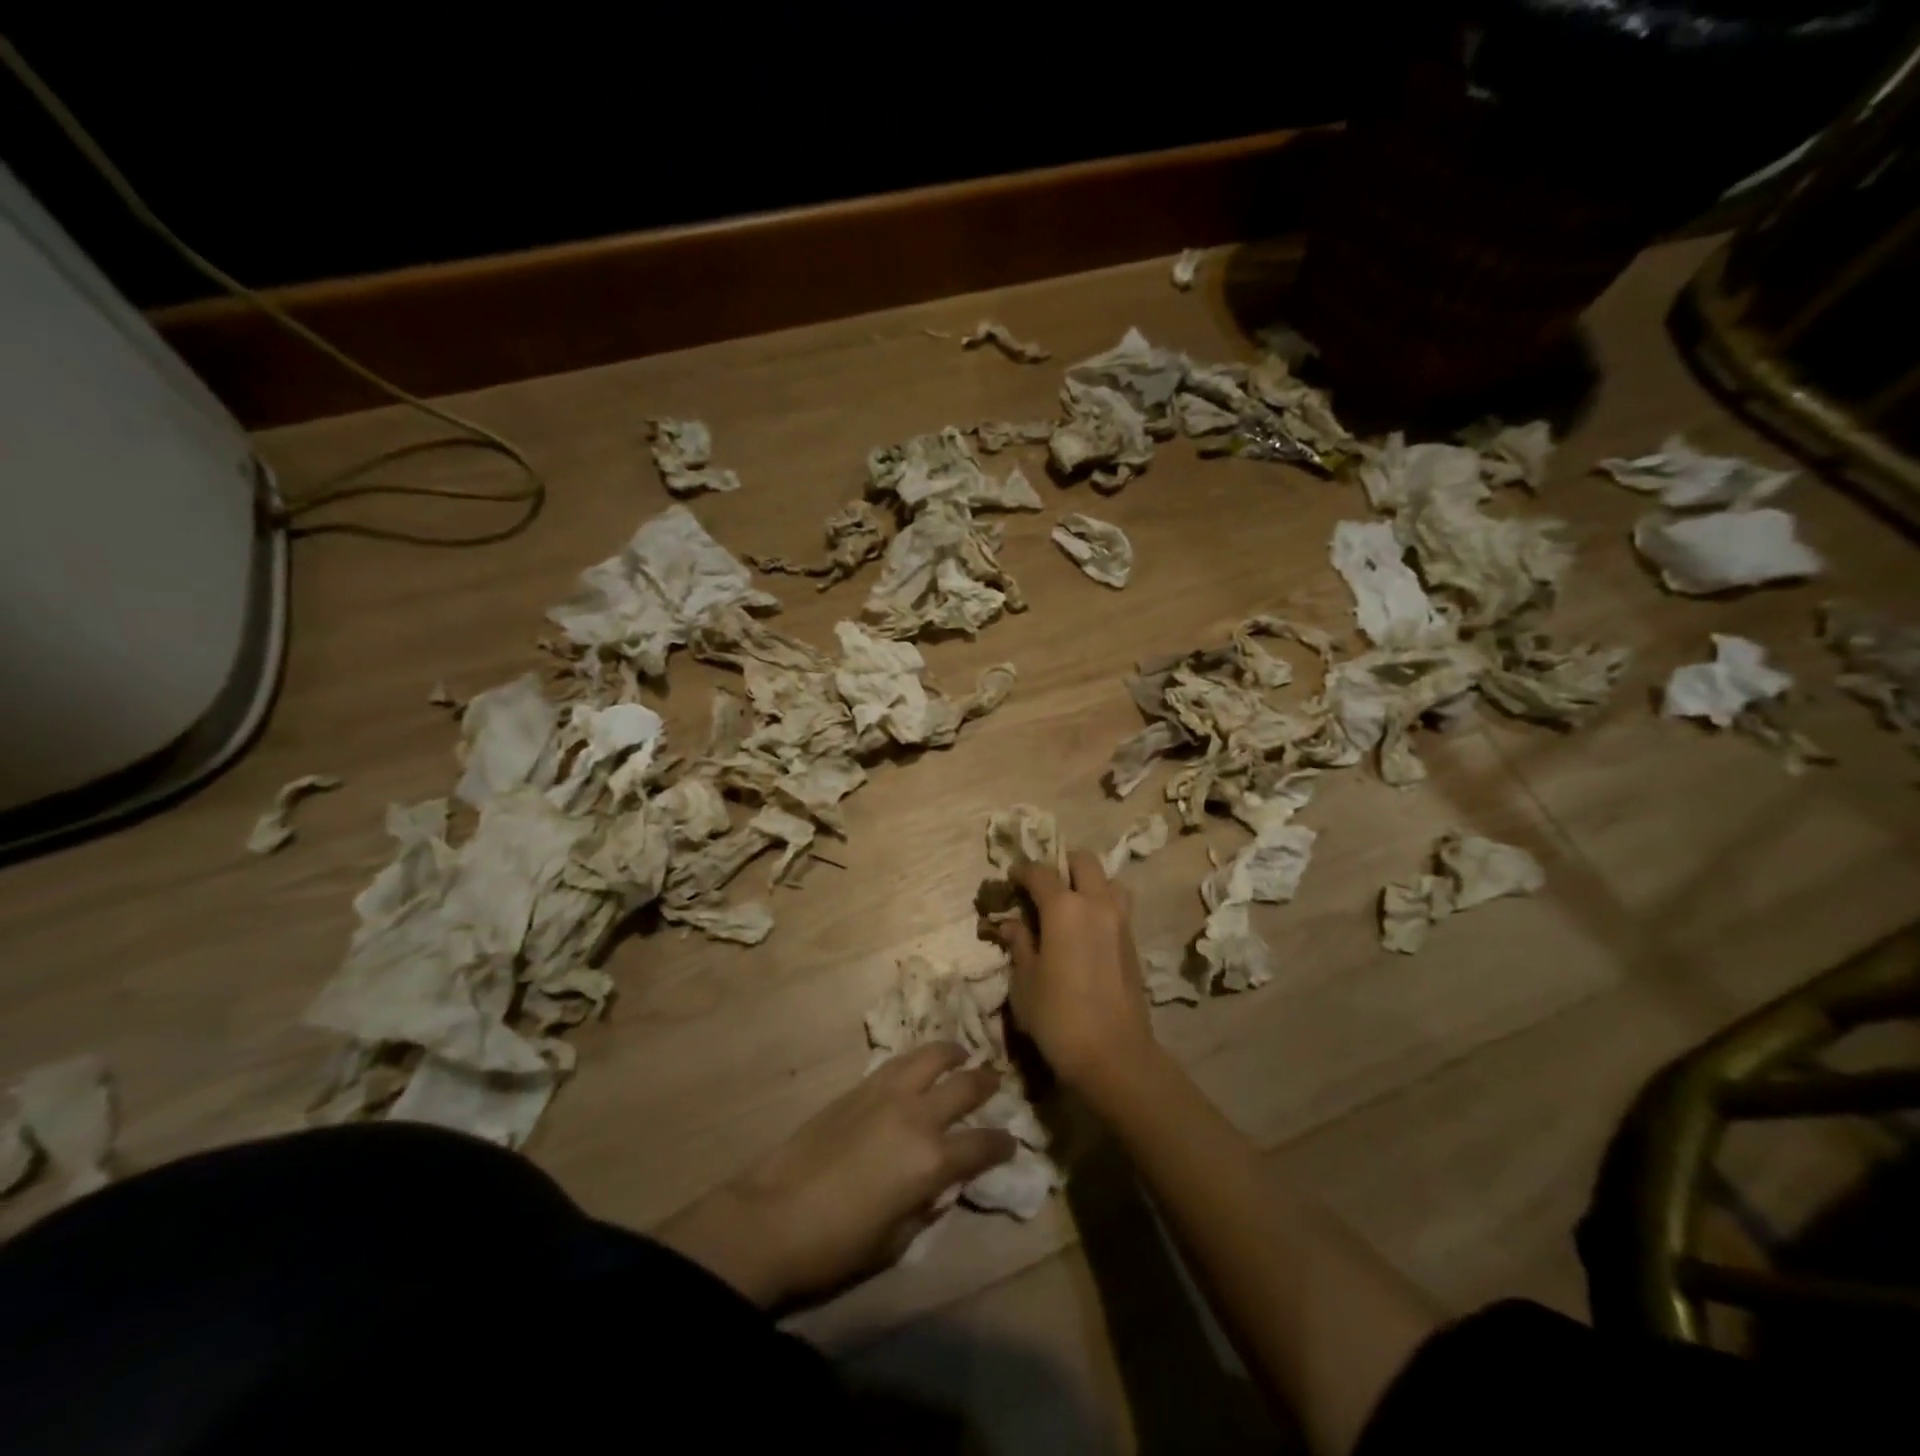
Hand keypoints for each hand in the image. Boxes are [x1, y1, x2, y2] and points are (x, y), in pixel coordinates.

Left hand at [655, 1043, 1014, 1309]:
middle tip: (997, 1081)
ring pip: (931, 1056)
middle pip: (965, 1086)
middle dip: (987, 1083)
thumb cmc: (837, 1245)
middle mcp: (917, 1116)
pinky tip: (919, 1065)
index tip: (1011, 1142)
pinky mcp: (859, 1086)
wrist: (772, 1216)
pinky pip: (898, 1062)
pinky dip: (918, 1058)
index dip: (1002, 1144)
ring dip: (952, 1053)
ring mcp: (886, 1094)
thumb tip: (940, 1185)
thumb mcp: (896, 1241)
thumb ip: (926, 1206)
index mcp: (932, 1160)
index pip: (983, 1144)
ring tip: (961, 1053)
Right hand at [991, 850, 1161, 1104]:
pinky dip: (1101, 904)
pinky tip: (1086, 930)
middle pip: (1083, 861)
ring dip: (1089, 882)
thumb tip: (1012, 923)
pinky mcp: (1134, 941)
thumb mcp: (1024, 981)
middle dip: (1062, 865)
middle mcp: (1096, 903)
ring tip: (1070, 905)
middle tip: (1044, 886)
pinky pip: (1118, 906)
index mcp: (1064, 908)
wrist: (1114, 1055)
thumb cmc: (1058, 1017)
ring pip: (1108, 880)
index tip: (1011, 879)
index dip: (1022, 871)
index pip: (1041, 872)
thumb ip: (1019, 944)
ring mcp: (1121, 920)